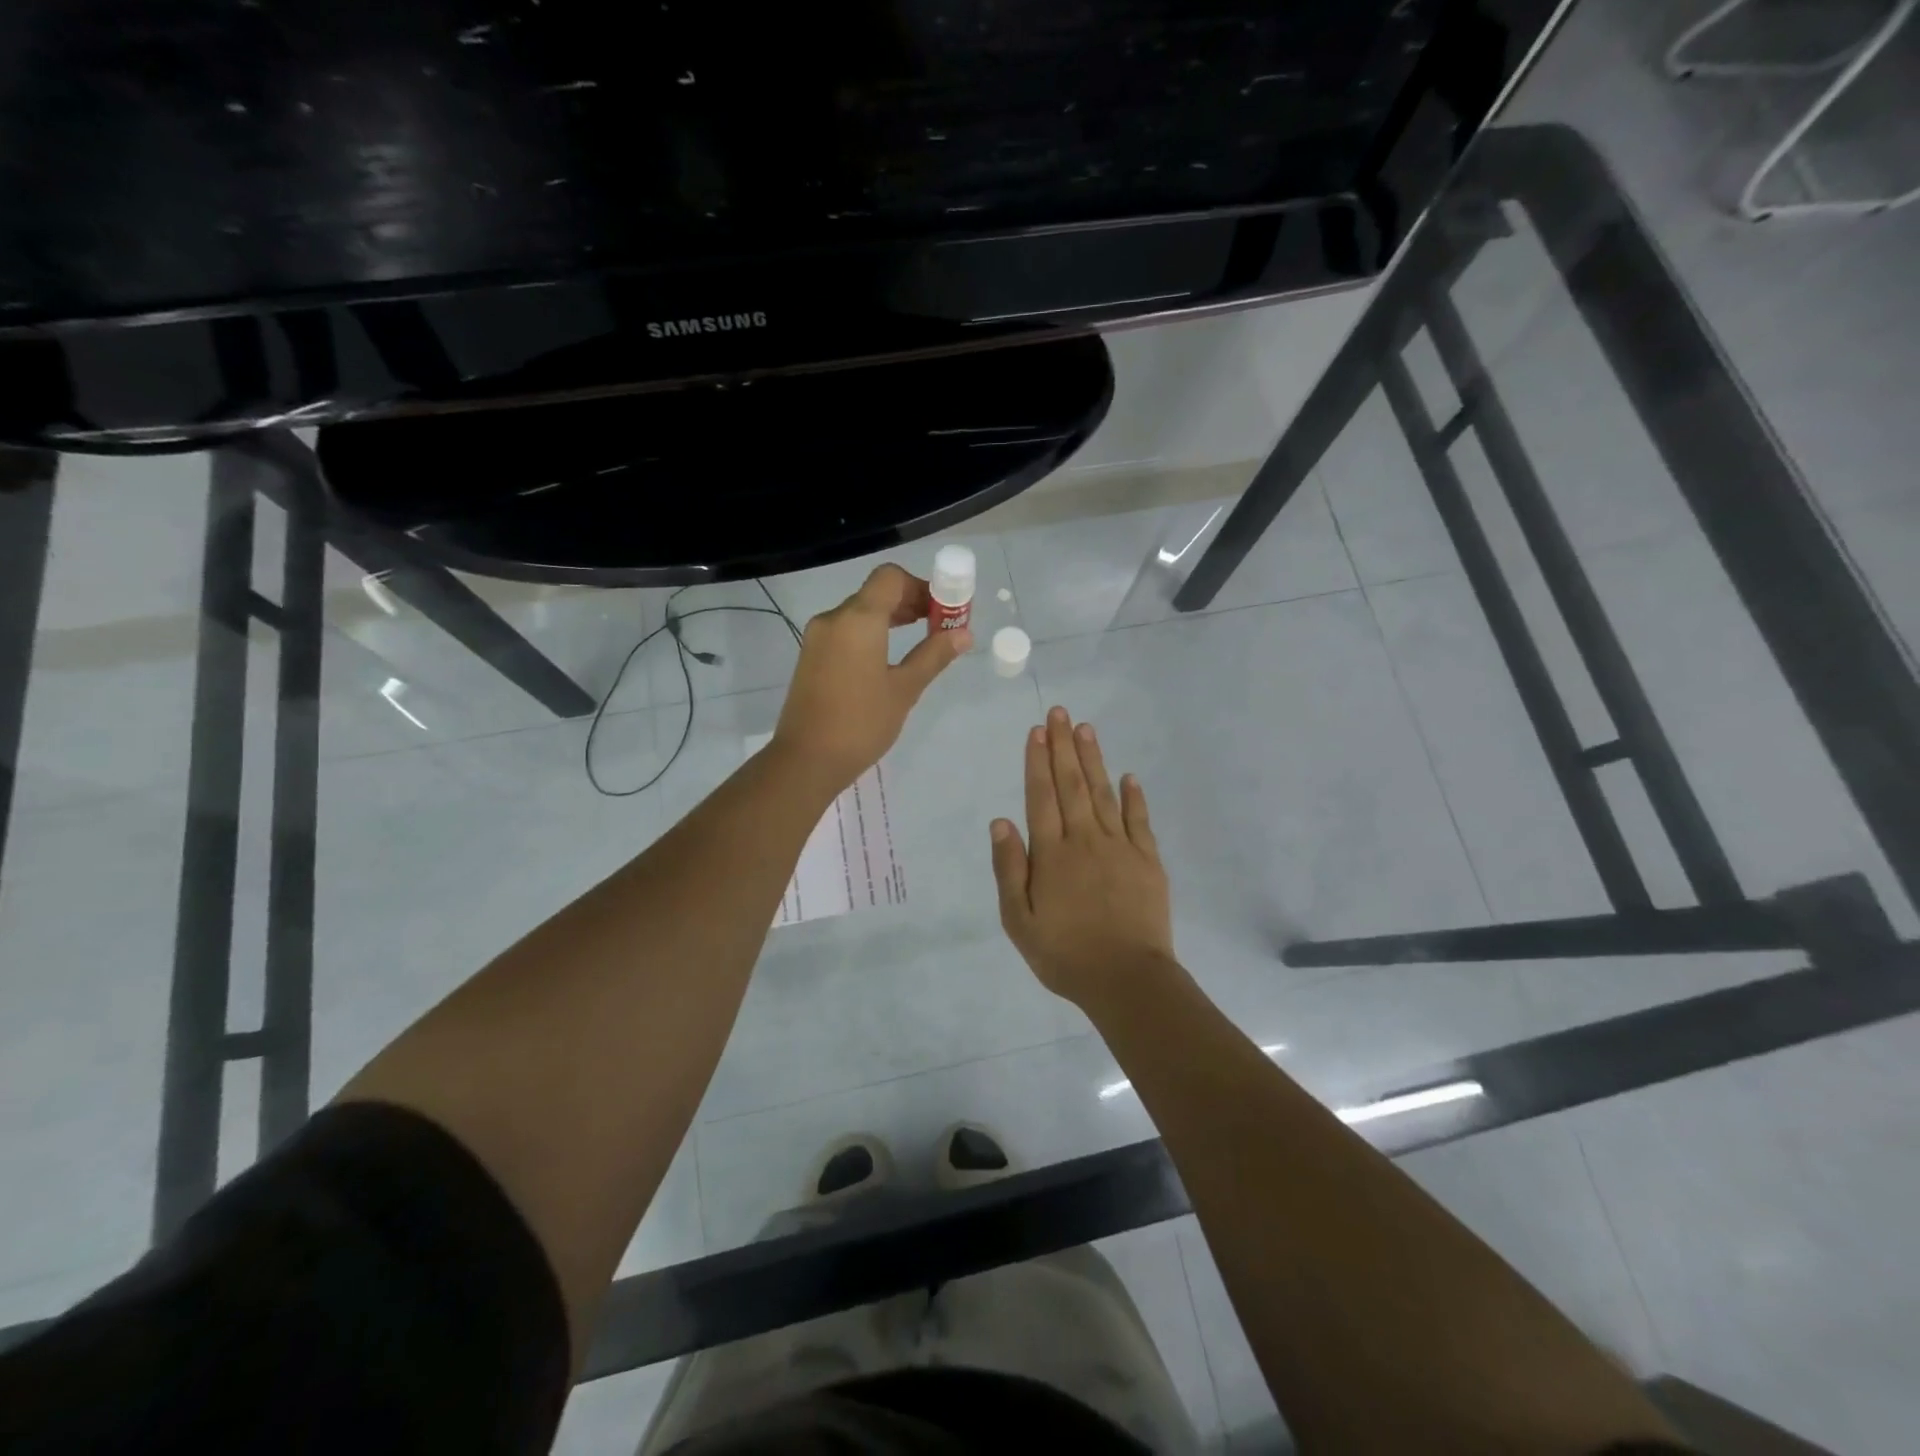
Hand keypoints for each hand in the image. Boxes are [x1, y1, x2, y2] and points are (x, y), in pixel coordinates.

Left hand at [772, 564, 971, 790]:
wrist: (807, 759)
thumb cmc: (861, 723)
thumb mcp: (904, 689)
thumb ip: (933, 655)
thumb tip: (964, 634)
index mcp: (858, 619)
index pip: (891, 578)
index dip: (921, 586)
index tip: (943, 610)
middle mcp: (834, 618)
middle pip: (875, 592)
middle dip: (910, 601)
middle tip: (938, 626)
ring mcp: (818, 637)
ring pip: (859, 611)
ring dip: (890, 617)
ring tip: (919, 639)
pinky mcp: (811, 656)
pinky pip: (846, 630)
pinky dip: (870, 632)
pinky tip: (888, 657)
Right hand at [990, 706, 1178, 1010]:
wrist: (1127, 980)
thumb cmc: (1065, 954)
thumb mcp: (1019, 920)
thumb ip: (1009, 868)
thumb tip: (1001, 821)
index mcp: (1052, 854)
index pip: (1042, 796)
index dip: (1038, 761)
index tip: (1037, 731)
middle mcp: (1085, 840)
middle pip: (1073, 785)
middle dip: (1064, 747)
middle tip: (1061, 713)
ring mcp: (1121, 848)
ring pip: (1105, 793)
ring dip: (1094, 760)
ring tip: (1087, 729)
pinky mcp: (1148, 861)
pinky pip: (1140, 820)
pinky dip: (1134, 796)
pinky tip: (1129, 776)